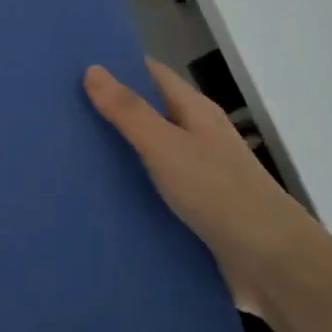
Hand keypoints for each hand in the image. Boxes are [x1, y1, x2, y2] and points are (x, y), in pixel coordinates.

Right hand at [84, 60, 312, 314]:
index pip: (152, 75)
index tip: (73, 67)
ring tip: (66, 156)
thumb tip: (93, 68)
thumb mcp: (166, 146)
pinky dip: (130, 191)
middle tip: (59, 114)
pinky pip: (154, 191)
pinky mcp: (195, 212)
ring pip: (149, 155)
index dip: (117, 67)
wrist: (272, 264)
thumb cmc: (219, 193)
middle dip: (109, 112)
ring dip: (117, 154)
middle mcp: (198, 138)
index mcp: (195, 112)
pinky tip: (98, 200)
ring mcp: (199, 176)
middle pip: (149, 114)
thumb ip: (129, 111)